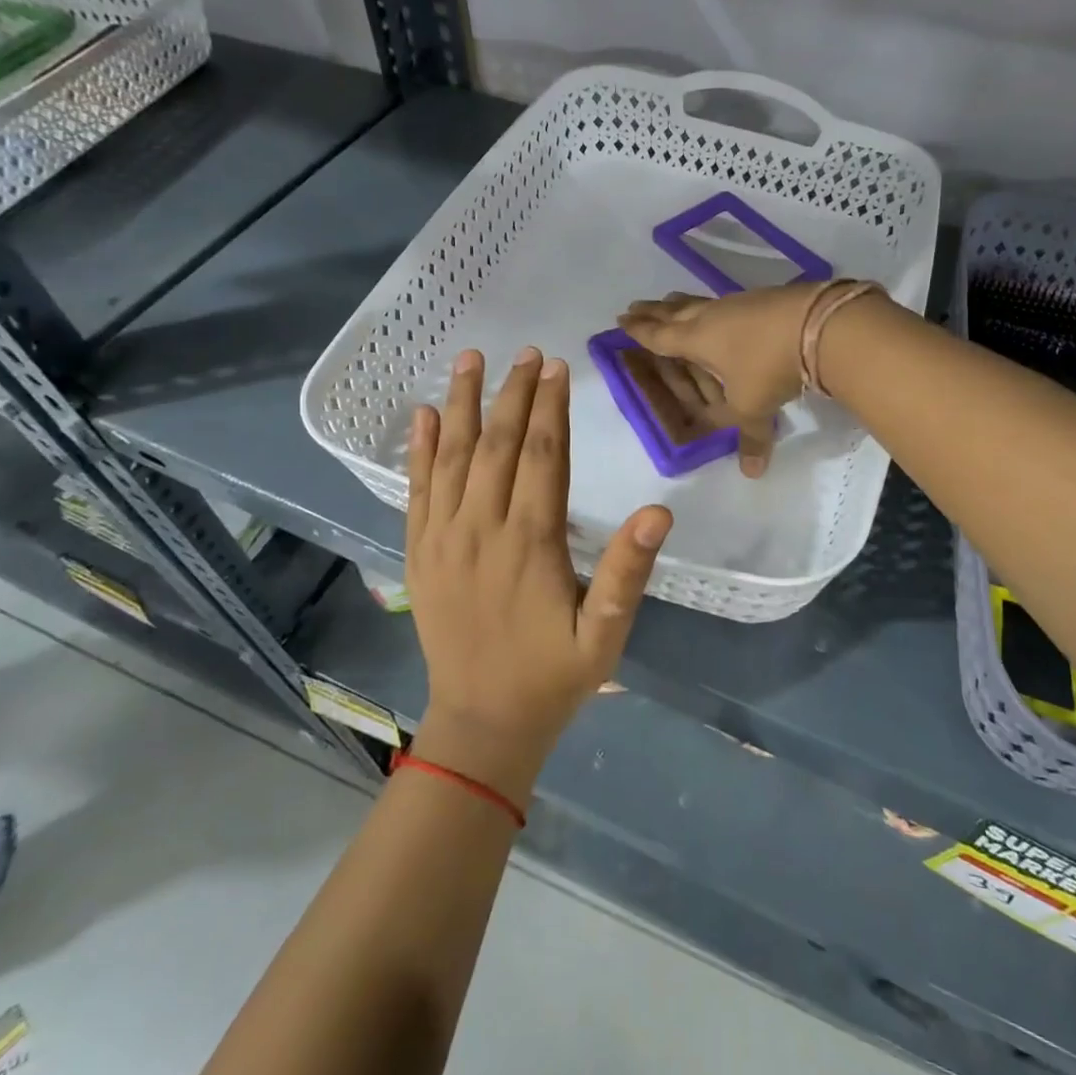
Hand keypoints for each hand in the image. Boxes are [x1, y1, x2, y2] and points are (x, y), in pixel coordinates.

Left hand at [405, 347, 671, 803]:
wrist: (483, 722)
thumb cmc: (553, 674)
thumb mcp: (605, 633)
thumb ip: (628, 571)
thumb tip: (658, 511)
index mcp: (530, 542)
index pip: (542, 456)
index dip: (550, 407)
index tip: (556, 367)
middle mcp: (482, 528)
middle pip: (498, 445)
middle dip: (514, 394)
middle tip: (526, 352)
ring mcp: (443, 538)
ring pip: (452, 456)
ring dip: (461, 404)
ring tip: (469, 359)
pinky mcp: (420, 552)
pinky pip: (416, 490)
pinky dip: (419, 449)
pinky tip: (422, 415)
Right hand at [618, 286, 819, 475]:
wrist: (818, 324)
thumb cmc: (770, 366)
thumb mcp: (755, 406)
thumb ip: (751, 437)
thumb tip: (752, 472)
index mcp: (697, 339)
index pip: (660, 335)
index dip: (639, 330)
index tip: (621, 320)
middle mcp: (711, 316)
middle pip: (674, 311)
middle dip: (653, 310)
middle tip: (635, 306)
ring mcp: (738, 302)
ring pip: (700, 301)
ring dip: (682, 304)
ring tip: (672, 301)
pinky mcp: (763, 297)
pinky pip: (727, 301)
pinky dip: (715, 307)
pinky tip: (724, 310)